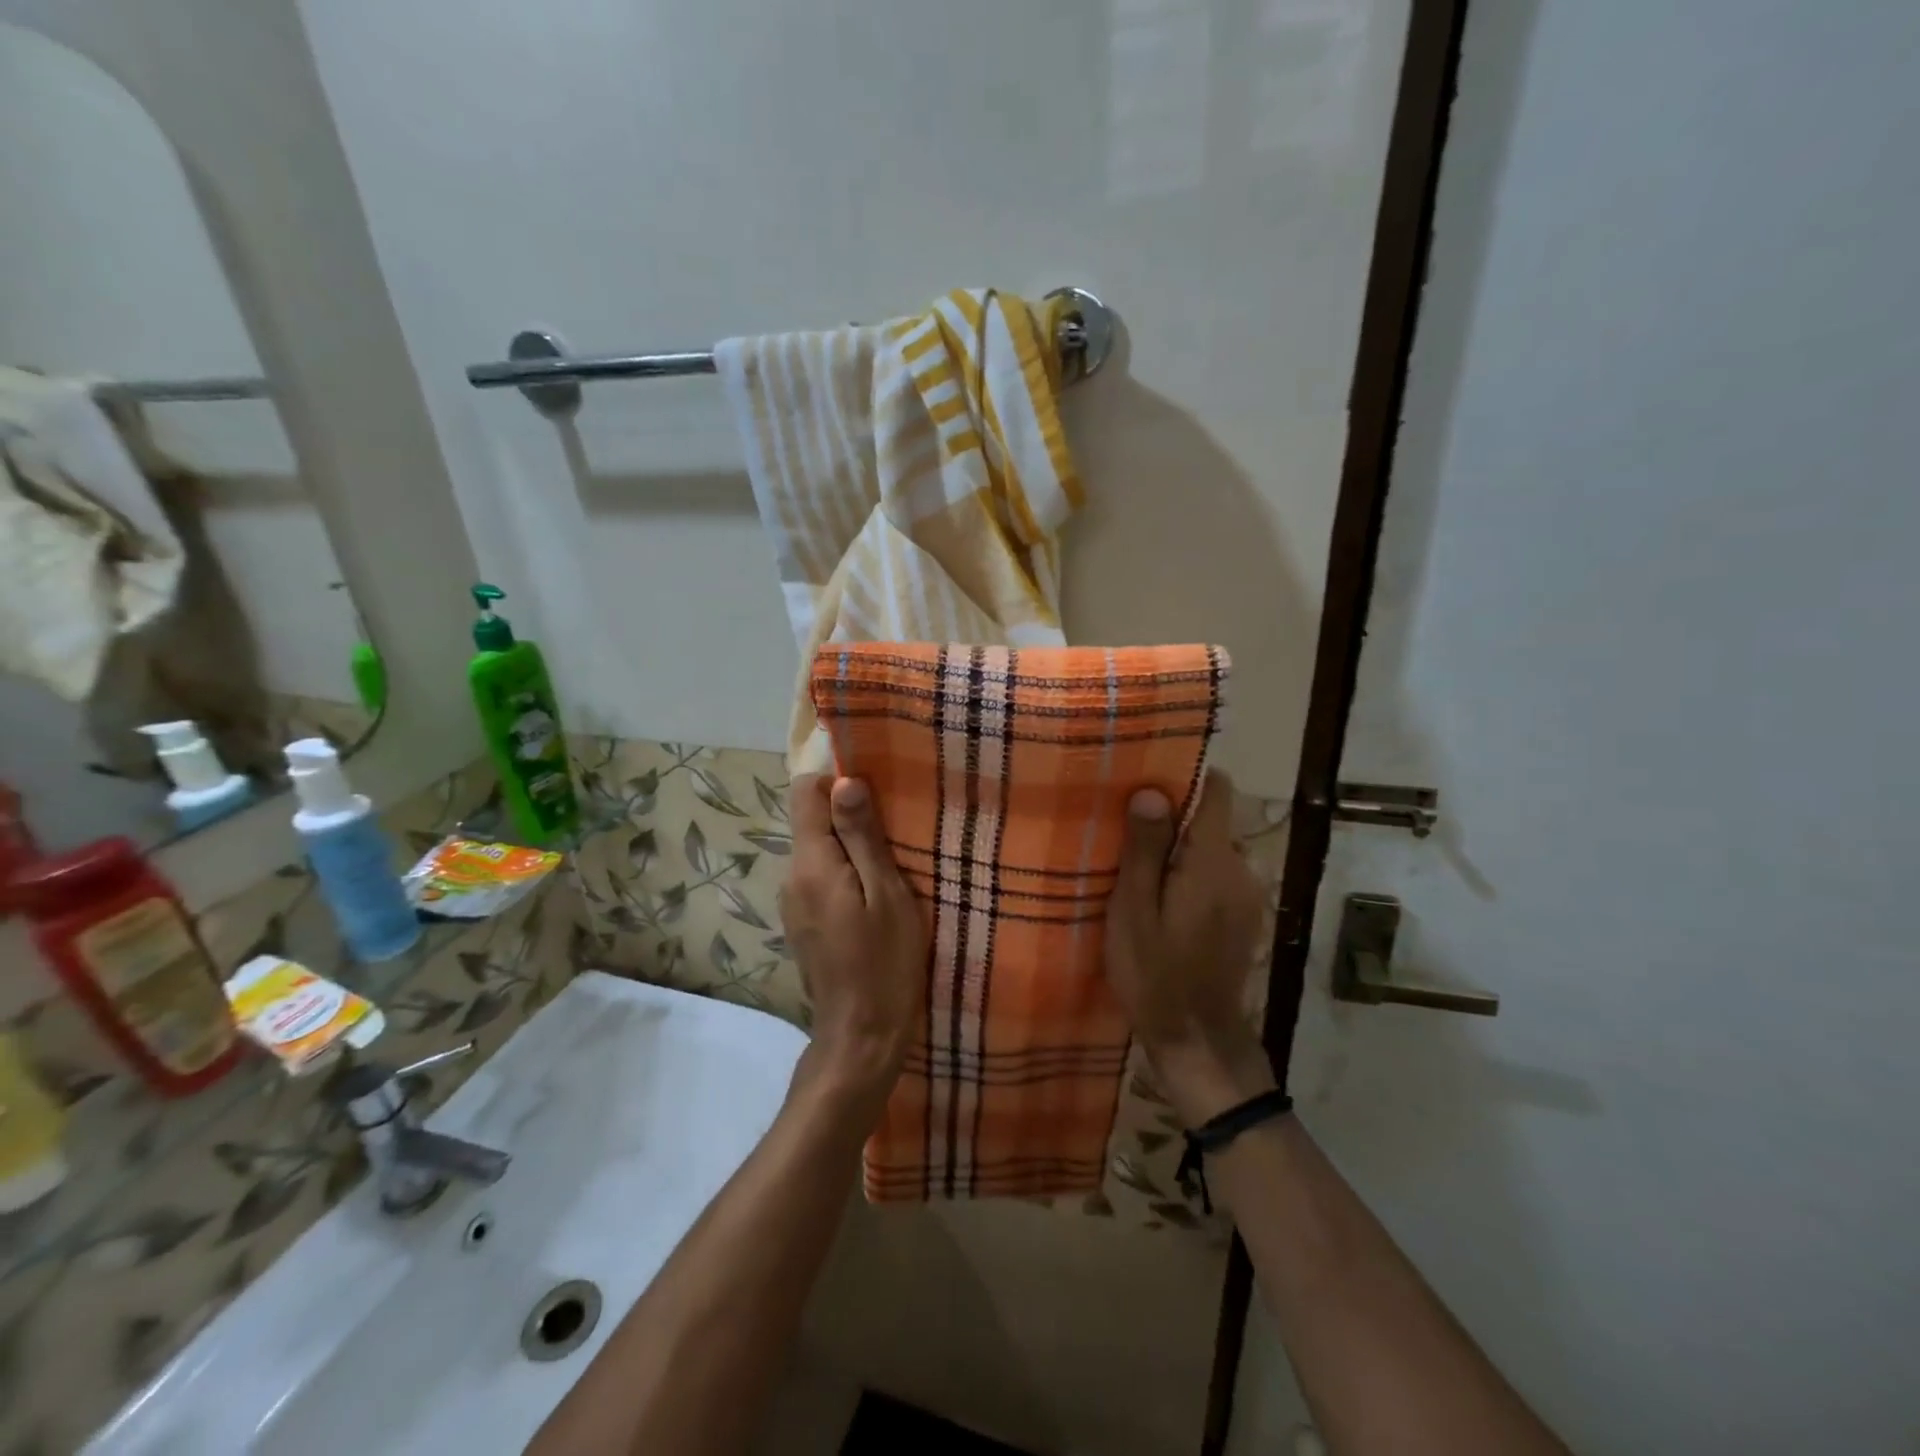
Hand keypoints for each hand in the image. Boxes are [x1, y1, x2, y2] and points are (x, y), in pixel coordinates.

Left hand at [781, 775, 927, 1101]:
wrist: (861, 1035)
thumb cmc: (885, 961)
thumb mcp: (886, 893)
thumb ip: (862, 837)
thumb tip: (843, 780)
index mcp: (810, 863)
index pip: (805, 792)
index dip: (837, 782)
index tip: (876, 794)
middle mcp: (791, 876)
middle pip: (811, 821)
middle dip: (849, 817)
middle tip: (896, 835)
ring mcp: (793, 902)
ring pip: (818, 851)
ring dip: (850, 848)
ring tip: (891, 867)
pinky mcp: (802, 922)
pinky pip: (820, 878)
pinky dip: (844, 874)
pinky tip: (873, 898)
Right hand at [1105, 770, 1273, 1124]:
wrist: (1197, 1041)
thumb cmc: (1155, 973)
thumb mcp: (1133, 910)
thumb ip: (1144, 849)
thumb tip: (1152, 790)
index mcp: (1213, 861)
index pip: (1217, 790)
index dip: (1184, 779)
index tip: (1146, 784)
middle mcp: (1241, 870)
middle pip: (1212, 821)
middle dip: (1173, 820)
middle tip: (1125, 836)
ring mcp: (1248, 897)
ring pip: (1213, 851)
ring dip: (1180, 852)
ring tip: (1138, 872)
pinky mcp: (1244, 919)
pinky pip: (1218, 878)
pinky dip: (1192, 878)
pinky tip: (1163, 905)